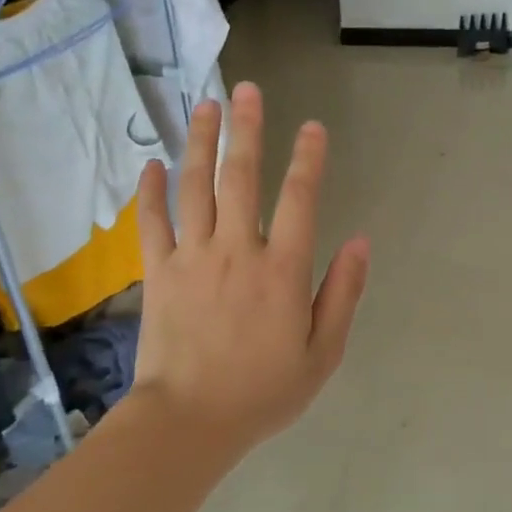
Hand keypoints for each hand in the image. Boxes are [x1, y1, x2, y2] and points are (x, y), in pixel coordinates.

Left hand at [131, 82, 369, 457]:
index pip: (300, 200)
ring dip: (202, 143)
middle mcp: (238, 251)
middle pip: (241, 178)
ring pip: (196, 188)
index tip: (313, 127)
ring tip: (206, 104)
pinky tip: (153, 163)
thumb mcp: (322, 353)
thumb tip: (360, 241)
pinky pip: (152, 223)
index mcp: (283, 271)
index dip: (309, 159)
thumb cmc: (263, 392)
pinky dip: (151, 191)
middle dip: (247, 130)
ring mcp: (193, 258)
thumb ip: (342, 294)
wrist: (190, 422)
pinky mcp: (159, 273)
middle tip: (249, 90)